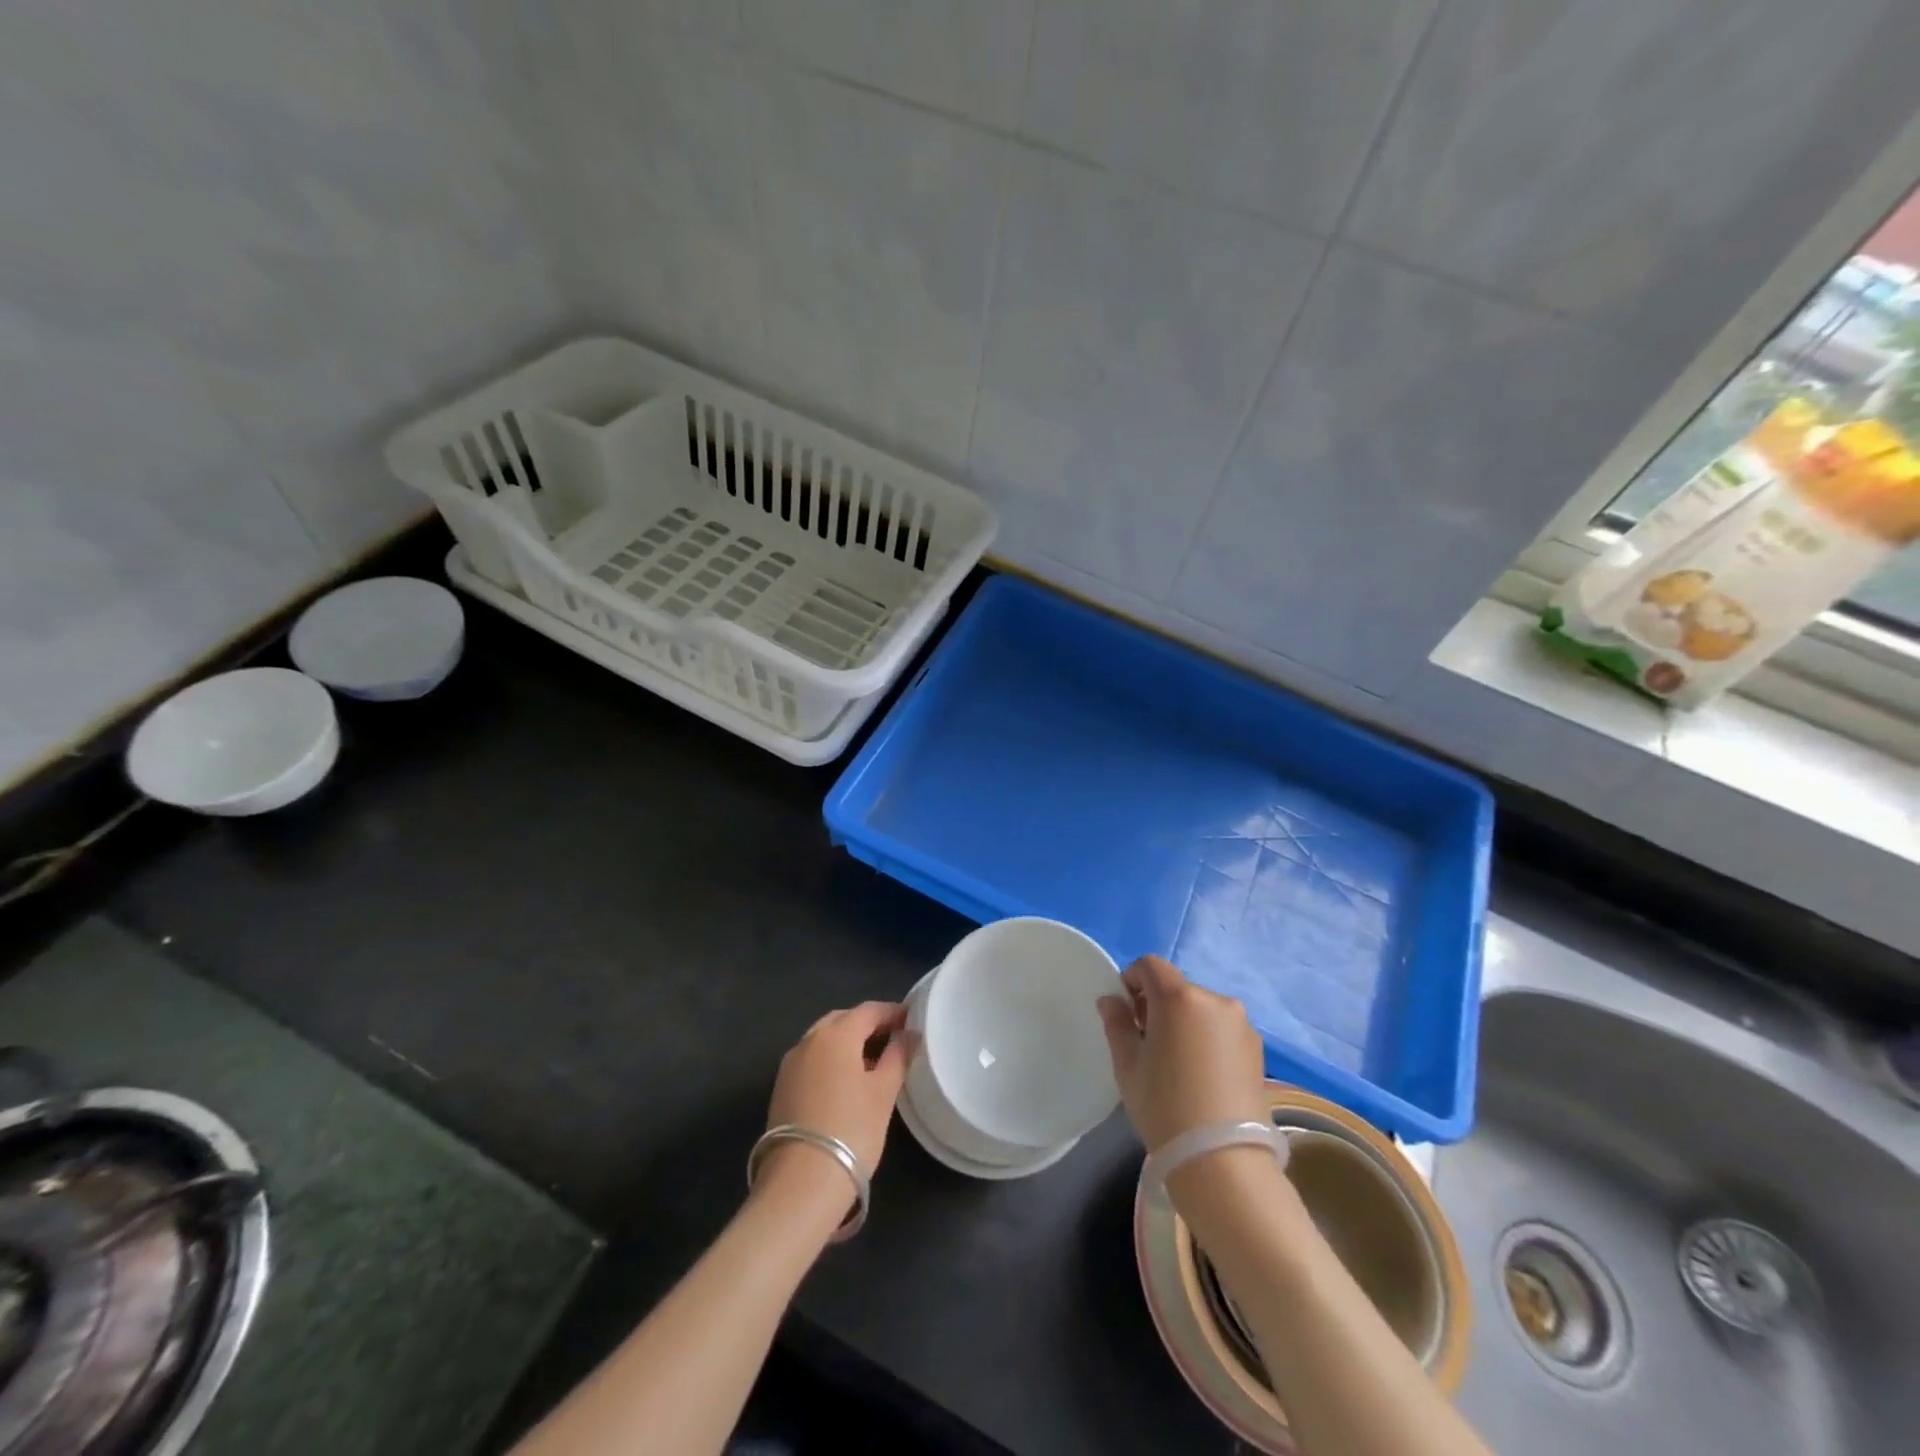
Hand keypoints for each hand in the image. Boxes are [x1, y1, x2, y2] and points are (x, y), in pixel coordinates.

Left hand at [764, 1001, 911, 1185]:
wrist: (800, 1183)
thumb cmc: (852, 1130)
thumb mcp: (884, 1092)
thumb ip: (898, 1056)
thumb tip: (908, 1034)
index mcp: (836, 1034)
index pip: (868, 1010)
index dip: (891, 1012)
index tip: (911, 1020)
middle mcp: (808, 1040)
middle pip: (842, 1020)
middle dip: (867, 1024)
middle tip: (892, 1037)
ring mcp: (790, 1064)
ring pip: (823, 1039)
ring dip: (847, 1041)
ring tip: (872, 1060)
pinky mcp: (781, 1088)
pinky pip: (811, 1059)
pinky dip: (830, 1059)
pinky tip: (846, 1080)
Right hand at [1098, 955, 1268, 1151]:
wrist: (1224, 1161)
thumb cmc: (1165, 1106)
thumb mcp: (1128, 1065)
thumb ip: (1117, 1023)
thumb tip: (1112, 1000)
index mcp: (1179, 997)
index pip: (1150, 965)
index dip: (1132, 981)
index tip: (1127, 1013)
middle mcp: (1214, 1000)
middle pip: (1177, 987)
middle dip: (1158, 1005)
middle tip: (1148, 1043)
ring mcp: (1241, 1023)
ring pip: (1201, 1008)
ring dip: (1185, 1021)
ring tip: (1178, 1064)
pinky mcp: (1257, 1048)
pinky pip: (1222, 1028)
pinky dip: (1207, 1038)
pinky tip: (1202, 1075)